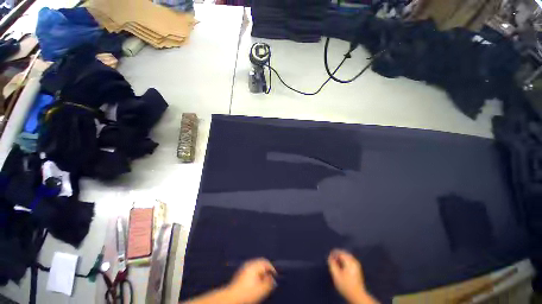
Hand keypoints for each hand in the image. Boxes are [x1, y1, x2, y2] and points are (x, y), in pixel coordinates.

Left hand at [226, 258, 276, 303]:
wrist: (232, 297)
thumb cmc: (247, 293)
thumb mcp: (261, 289)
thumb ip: (269, 283)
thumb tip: (273, 278)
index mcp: (254, 265)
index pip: (266, 262)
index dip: (272, 268)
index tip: (275, 276)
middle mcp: (249, 263)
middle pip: (261, 263)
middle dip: (266, 270)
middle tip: (269, 279)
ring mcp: (244, 267)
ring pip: (256, 266)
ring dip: (261, 272)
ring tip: (263, 281)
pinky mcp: (241, 272)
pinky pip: (252, 269)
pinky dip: (256, 274)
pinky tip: (256, 282)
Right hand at [328, 249, 375, 303]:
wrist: (357, 296)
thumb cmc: (346, 285)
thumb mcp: (336, 275)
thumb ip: (332, 264)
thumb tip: (330, 257)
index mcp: (349, 261)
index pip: (340, 253)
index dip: (333, 253)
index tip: (329, 257)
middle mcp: (354, 261)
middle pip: (344, 253)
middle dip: (337, 255)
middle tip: (332, 259)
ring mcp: (357, 265)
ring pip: (347, 257)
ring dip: (341, 258)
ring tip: (336, 263)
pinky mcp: (358, 269)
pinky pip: (350, 260)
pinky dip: (345, 261)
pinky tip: (341, 266)